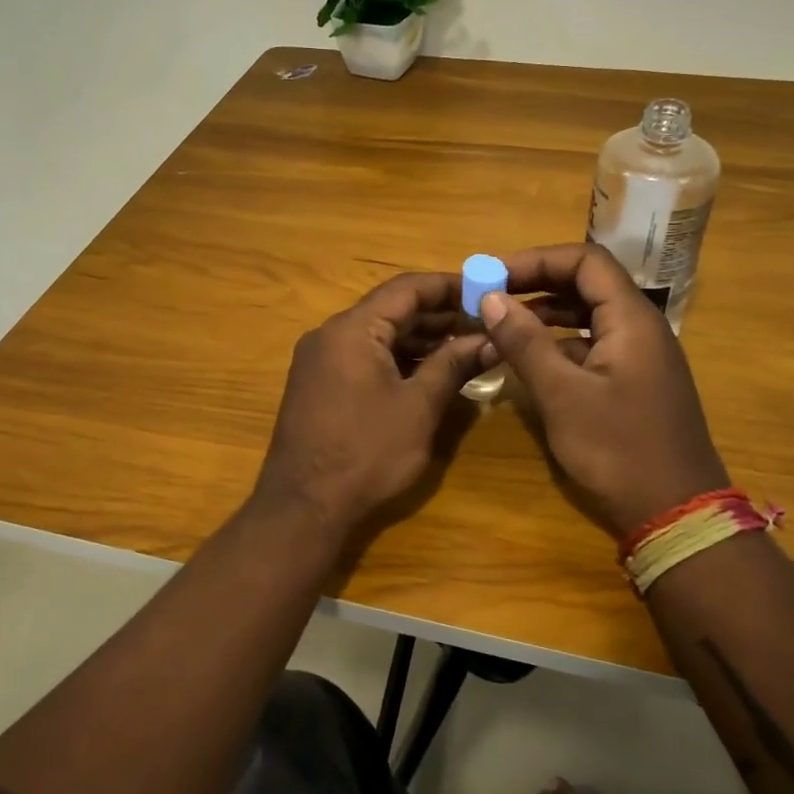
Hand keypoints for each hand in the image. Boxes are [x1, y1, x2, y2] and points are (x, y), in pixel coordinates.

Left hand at [253, 273, 484, 537]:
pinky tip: (430, 371)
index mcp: (352, 329)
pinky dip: (397, 359)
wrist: (303, 507)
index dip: (448, 286)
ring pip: (378, 334)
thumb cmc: (366, 453)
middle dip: (438, 315)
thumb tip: (490, 340)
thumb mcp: (418, 407)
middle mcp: (331, 334)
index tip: (485, 291)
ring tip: (466, 347)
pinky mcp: (319, 384)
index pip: (406, 288)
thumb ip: (453, 365)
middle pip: (391, 309)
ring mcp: (320, 359)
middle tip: (483, 323)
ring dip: (420, 339)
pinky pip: (364, 356)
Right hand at [480, 243, 728, 539]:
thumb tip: (490, 298)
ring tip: (502, 325)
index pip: (585, 261)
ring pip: (589, 316)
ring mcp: (641, 357)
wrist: (677, 516)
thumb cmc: (618, 450)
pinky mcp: (635, 383)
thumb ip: (525, 343)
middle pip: (587, 284)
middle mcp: (641, 328)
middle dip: (537, 284)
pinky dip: (559, 344)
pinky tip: (530, 362)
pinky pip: (593, 345)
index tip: (494, 276)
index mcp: (632, 319)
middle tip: (491, 297)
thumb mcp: (562, 395)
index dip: (537, 260)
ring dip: (545, 314)